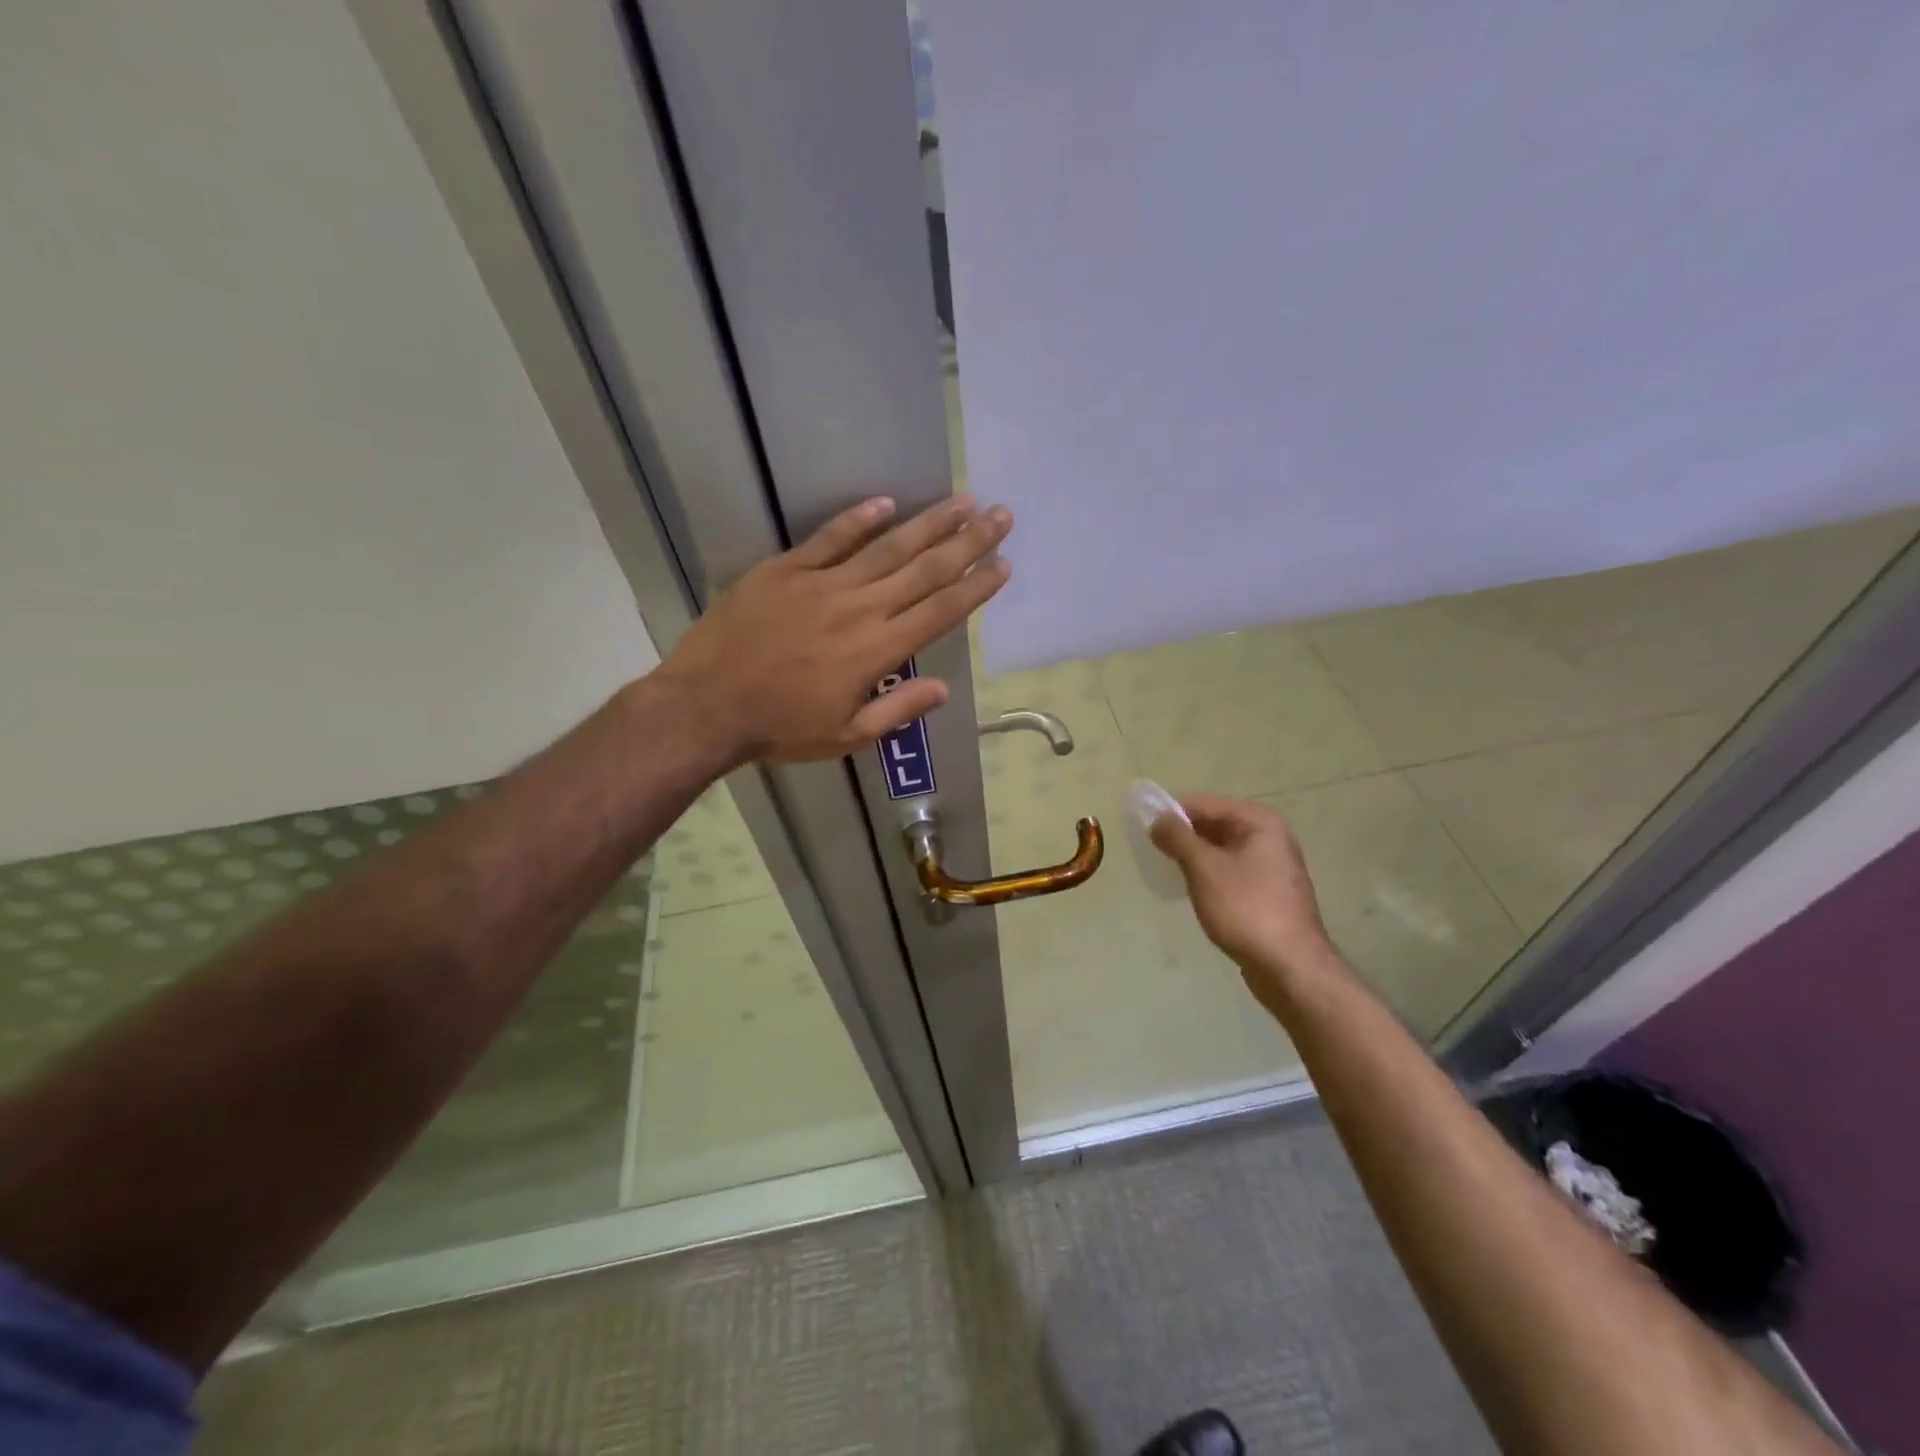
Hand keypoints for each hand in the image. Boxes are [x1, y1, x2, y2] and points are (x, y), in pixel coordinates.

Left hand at [659, 495, 1011, 763]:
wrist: (706, 706)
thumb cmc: (779, 728)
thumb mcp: (846, 736)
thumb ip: (898, 711)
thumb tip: (944, 688)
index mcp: (878, 651)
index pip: (940, 612)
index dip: (976, 587)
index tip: (1002, 564)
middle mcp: (860, 609)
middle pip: (925, 570)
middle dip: (968, 542)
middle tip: (1000, 515)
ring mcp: (822, 585)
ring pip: (887, 547)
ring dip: (928, 522)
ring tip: (962, 500)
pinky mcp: (786, 570)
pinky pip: (829, 538)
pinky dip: (858, 519)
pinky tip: (886, 502)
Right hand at [1149, 794, 1345, 1009]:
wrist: (1290, 967)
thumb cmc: (1246, 909)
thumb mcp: (1204, 868)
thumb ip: (1178, 838)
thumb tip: (1157, 818)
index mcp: (1260, 822)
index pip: (1205, 804)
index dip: (1173, 813)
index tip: (1143, 827)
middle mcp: (1270, 837)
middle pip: (1215, 825)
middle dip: (1183, 835)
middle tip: (1151, 850)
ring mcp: (1272, 867)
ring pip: (1221, 850)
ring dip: (1194, 857)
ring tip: (1166, 869)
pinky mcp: (1267, 894)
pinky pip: (1230, 872)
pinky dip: (1208, 875)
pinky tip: (1190, 890)